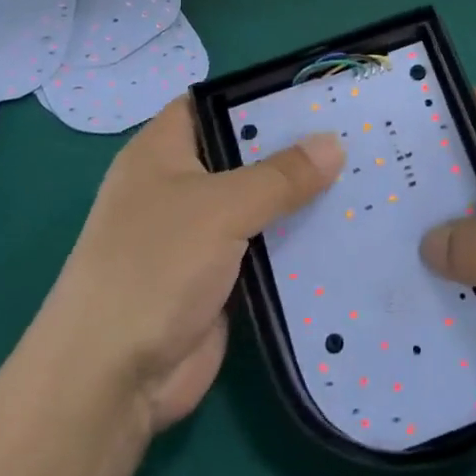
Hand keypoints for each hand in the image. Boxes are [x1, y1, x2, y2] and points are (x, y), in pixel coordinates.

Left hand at [36, 96, 343, 433]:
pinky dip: (296, 243)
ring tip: (363, 176)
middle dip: (292, 147)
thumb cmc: (155, 266)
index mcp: (162, 152)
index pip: (211, 104)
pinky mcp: (218, 279)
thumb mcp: (221, 208)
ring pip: (258, 204)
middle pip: (242, 155)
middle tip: (354, 133)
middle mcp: (178, 187)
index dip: (256, 96)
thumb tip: (334, 144)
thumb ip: (280, 176)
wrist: (111, 379)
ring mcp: (198, 236)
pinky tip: (345, 231)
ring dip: (300, 198)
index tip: (313, 95)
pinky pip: (264, 249)